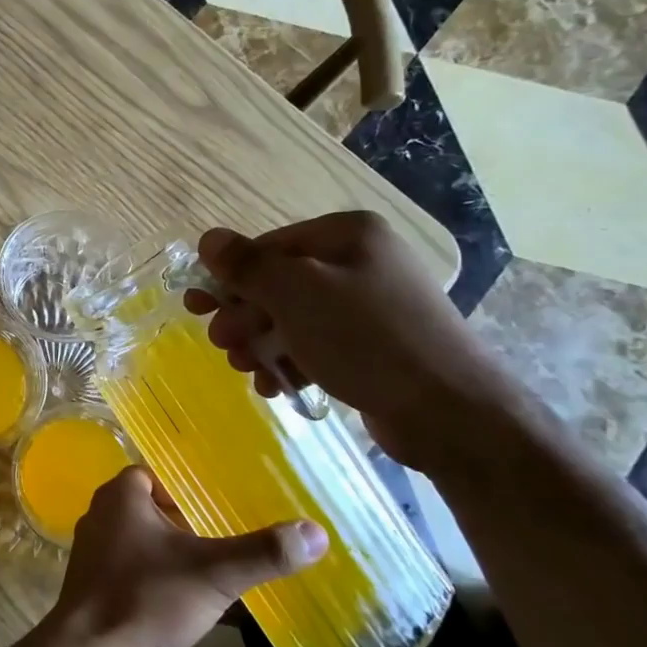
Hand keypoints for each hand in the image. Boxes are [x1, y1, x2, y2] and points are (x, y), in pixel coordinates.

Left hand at [48, 466, 326, 646]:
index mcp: (119, 495)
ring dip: (171, 553)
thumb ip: (263, 552)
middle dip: (184, 522)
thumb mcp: (214, 573)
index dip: (186, 488)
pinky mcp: (93, 588)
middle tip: (223, 538)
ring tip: (211, 570)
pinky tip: (184, 602)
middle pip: (150, 507)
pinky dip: (156, 579)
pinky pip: (131, 571)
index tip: (219, 506)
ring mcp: (93, 553)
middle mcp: (101, 516)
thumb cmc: (147, 599)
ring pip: (140, 541)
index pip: (155, 474)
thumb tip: (316, 532)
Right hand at [183, 211, 522, 472]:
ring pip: (295, 317)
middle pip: (280, 283)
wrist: (449, 411)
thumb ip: (247, 265)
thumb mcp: (296, 294)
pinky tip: (275, 385)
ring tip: (245, 369)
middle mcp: (361, 261)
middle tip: (223, 344)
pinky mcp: (375, 345)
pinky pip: (318, 343)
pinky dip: (291, 360)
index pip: (269, 247)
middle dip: (245, 316)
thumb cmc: (366, 338)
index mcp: (347, 235)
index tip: (197, 308)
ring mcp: (371, 305)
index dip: (229, 277)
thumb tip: (208, 239)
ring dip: (262, 342)